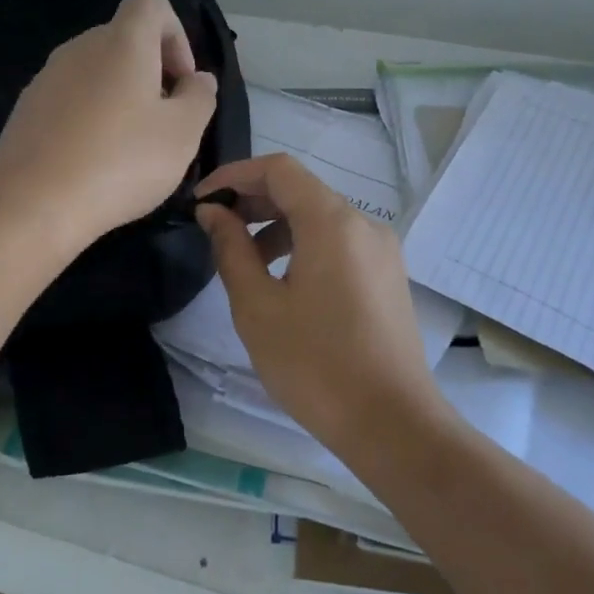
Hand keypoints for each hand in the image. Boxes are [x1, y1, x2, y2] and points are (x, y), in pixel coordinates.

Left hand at [0, 0, 217, 250]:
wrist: (30, 206)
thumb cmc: (120, 162)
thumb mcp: (182, 134)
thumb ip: (200, 97)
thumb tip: (198, 79)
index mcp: (122, 41)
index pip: (150, 0)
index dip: (175, 32)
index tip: (180, 81)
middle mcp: (80, 48)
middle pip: (124, 39)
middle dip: (152, 73)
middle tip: (163, 124)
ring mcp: (46, 78)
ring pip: (96, 72)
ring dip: (121, 98)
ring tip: (129, 150)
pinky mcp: (26, 110)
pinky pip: (70, 100)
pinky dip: (90, 119)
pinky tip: (93, 163)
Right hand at [195, 153, 442, 449]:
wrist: (392, 423)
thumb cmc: (315, 364)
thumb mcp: (258, 307)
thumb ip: (231, 249)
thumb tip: (213, 212)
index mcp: (332, 222)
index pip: (278, 169)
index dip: (234, 175)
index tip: (201, 201)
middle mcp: (364, 224)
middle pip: (301, 190)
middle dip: (253, 200)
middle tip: (213, 227)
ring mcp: (382, 251)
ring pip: (321, 218)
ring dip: (277, 226)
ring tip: (243, 261)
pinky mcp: (388, 277)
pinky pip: (339, 243)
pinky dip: (304, 246)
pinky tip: (282, 281)